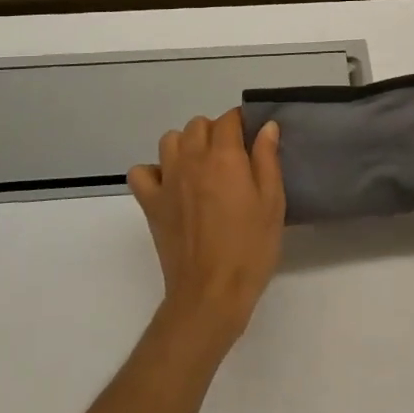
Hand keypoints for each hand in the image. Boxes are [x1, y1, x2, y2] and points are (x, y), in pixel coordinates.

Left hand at [127, 109, 285, 349]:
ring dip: (185, 145)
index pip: (229, 119)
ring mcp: (166, 180)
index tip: (253, 137)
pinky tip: (170, 185)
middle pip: (198, 125)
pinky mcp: (150, 203)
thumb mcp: (272, 202)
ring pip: (169, 140)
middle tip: (232, 157)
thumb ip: (267, 159)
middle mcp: (191, 159)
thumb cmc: (250, 248)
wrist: (211, 293)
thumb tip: (266, 126)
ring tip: (201, 167)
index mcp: (224, 157)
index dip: (242, 122)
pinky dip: (153, 172)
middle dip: (215, 132)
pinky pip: (141, 172)